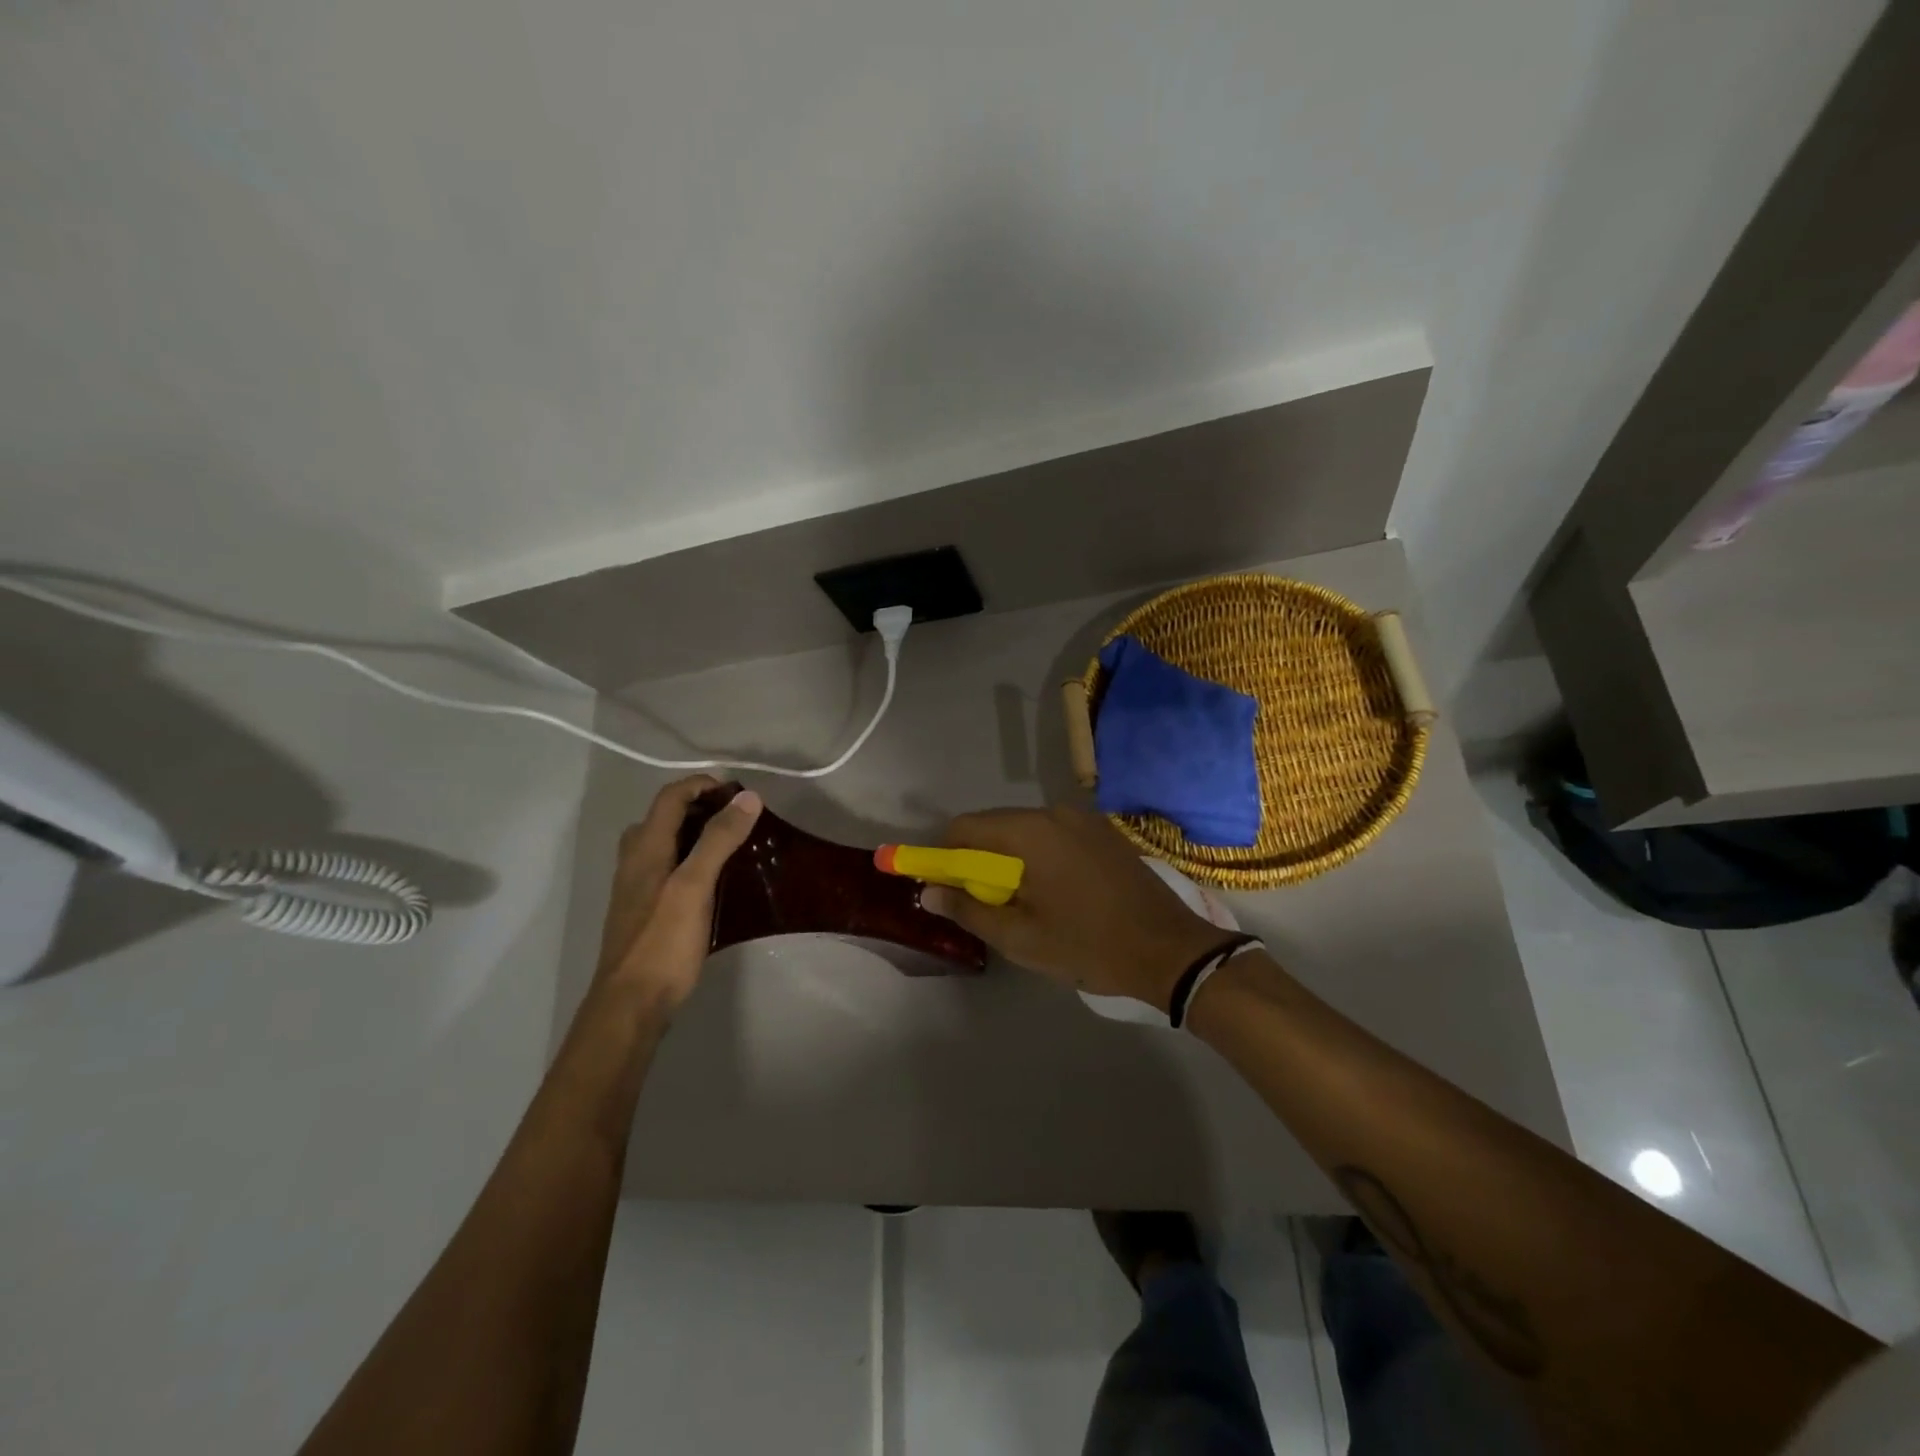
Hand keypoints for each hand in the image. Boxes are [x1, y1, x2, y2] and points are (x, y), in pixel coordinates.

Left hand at [595, 776, 762, 1010]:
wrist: (631, 1004)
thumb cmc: (663, 942)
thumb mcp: (694, 886)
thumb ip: (718, 840)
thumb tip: (747, 798)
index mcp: (645, 848)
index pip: (670, 797)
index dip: (702, 785)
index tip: (739, 794)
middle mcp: (635, 860)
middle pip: (664, 816)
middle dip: (700, 807)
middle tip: (738, 818)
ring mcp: (636, 887)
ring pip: (664, 843)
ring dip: (695, 833)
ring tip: (731, 844)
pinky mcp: (645, 910)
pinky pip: (668, 867)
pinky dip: (691, 858)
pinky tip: (714, 880)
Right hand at [923, 805, 1231, 1009]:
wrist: (1170, 950)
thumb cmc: (1088, 945)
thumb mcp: (1020, 937)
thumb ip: (968, 910)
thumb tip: (928, 892)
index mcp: (1030, 832)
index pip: (964, 828)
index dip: (942, 855)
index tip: (941, 888)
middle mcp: (1054, 812)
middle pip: (994, 826)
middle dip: (976, 861)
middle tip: (980, 904)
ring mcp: (1084, 820)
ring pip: (1024, 832)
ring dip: (1008, 860)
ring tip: (1018, 903)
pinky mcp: (1103, 833)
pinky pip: (1053, 836)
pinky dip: (1037, 857)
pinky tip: (1052, 893)